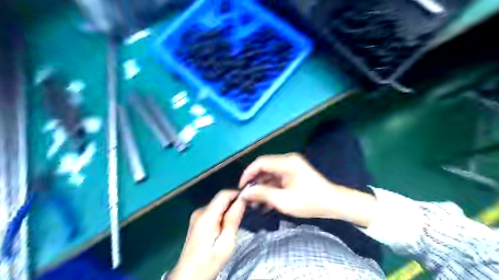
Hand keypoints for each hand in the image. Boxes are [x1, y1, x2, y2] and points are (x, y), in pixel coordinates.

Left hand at [170, 191, 244, 279]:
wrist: (188, 277)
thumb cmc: (208, 263)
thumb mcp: (226, 243)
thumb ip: (233, 219)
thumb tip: (242, 200)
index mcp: (206, 215)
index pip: (224, 194)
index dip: (238, 194)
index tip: (249, 201)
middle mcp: (200, 211)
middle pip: (221, 199)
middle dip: (234, 203)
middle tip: (245, 213)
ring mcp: (197, 216)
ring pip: (218, 205)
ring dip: (229, 209)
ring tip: (237, 222)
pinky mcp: (196, 221)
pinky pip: (213, 211)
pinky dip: (222, 215)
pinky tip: (226, 227)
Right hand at [240, 153, 376, 227]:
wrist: (333, 203)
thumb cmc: (310, 202)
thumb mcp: (284, 201)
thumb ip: (262, 194)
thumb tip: (244, 192)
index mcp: (286, 162)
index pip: (260, 163)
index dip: (248, 173)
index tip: (241, 187)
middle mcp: (287, 161)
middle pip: (264, 168)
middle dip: (254, 182)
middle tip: (247, 197)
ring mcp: (291, 167)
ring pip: (269, 174)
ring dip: (262, 187)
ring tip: (255, 203)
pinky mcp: (293, 174)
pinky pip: (277, 179)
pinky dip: (270, 189)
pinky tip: (265, 202)